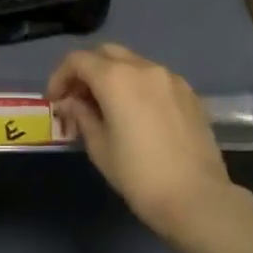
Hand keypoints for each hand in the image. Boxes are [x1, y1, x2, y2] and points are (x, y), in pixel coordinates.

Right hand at [47, 44, 235, 246]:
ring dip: (113, 76)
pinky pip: (154, 78)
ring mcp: (171, 78)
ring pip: (133, 63)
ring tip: (106, 107)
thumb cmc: (139, 176)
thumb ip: (82, 115)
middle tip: (78, 99)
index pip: (78, 60)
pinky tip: (136, 114)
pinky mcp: (189, 93)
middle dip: (87, 70)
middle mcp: (144, 68)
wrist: (197, 198)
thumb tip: (71, 103)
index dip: (60, 77)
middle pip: (106, 53)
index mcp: (116, 78)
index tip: (55, 101)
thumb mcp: (99, 147)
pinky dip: (137, 85)